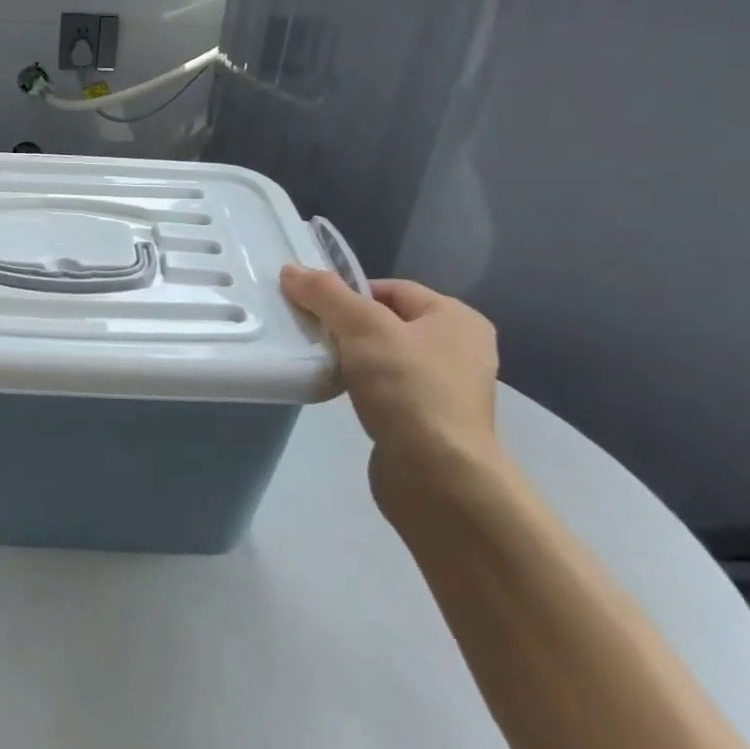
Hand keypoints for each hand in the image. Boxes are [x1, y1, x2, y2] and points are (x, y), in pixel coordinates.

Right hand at [281, 266, 498, 473]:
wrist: (439, 478)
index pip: (390, 287)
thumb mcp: (363, 328)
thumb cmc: (409, 389)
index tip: (313, 308)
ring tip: (319, 362)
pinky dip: (360, 386)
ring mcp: (445, 389)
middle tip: (310, 333)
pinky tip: (338, 392)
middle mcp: (458, 349)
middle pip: (385, 321)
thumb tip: (291, 270)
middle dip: (345, 325)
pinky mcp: (427, 421)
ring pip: (382, 356)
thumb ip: (325, 294)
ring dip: (350, 357)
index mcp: (456, 319)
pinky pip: (385, 388)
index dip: (348, 292)